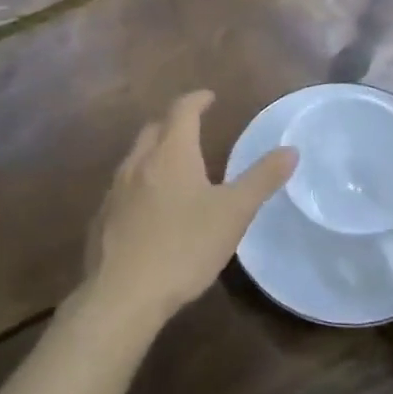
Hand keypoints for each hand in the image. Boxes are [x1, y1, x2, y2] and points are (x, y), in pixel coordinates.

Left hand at [84, 91, 296, 330]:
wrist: (121, 295)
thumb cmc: (183, 247)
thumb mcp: (233, 213)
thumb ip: (262, 179)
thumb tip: (290, 150)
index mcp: (171, 153)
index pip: (182, 111)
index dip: (197, 100)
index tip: (209, 98)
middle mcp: (139, 162)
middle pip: (155, 129)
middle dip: (174, 123)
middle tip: (193, 130)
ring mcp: (115, 190)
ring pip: (135, 158)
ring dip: (154, 153)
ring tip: (173, 168)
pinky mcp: (102, 219)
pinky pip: (122, 188)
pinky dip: (139, 184)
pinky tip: (149, 209)